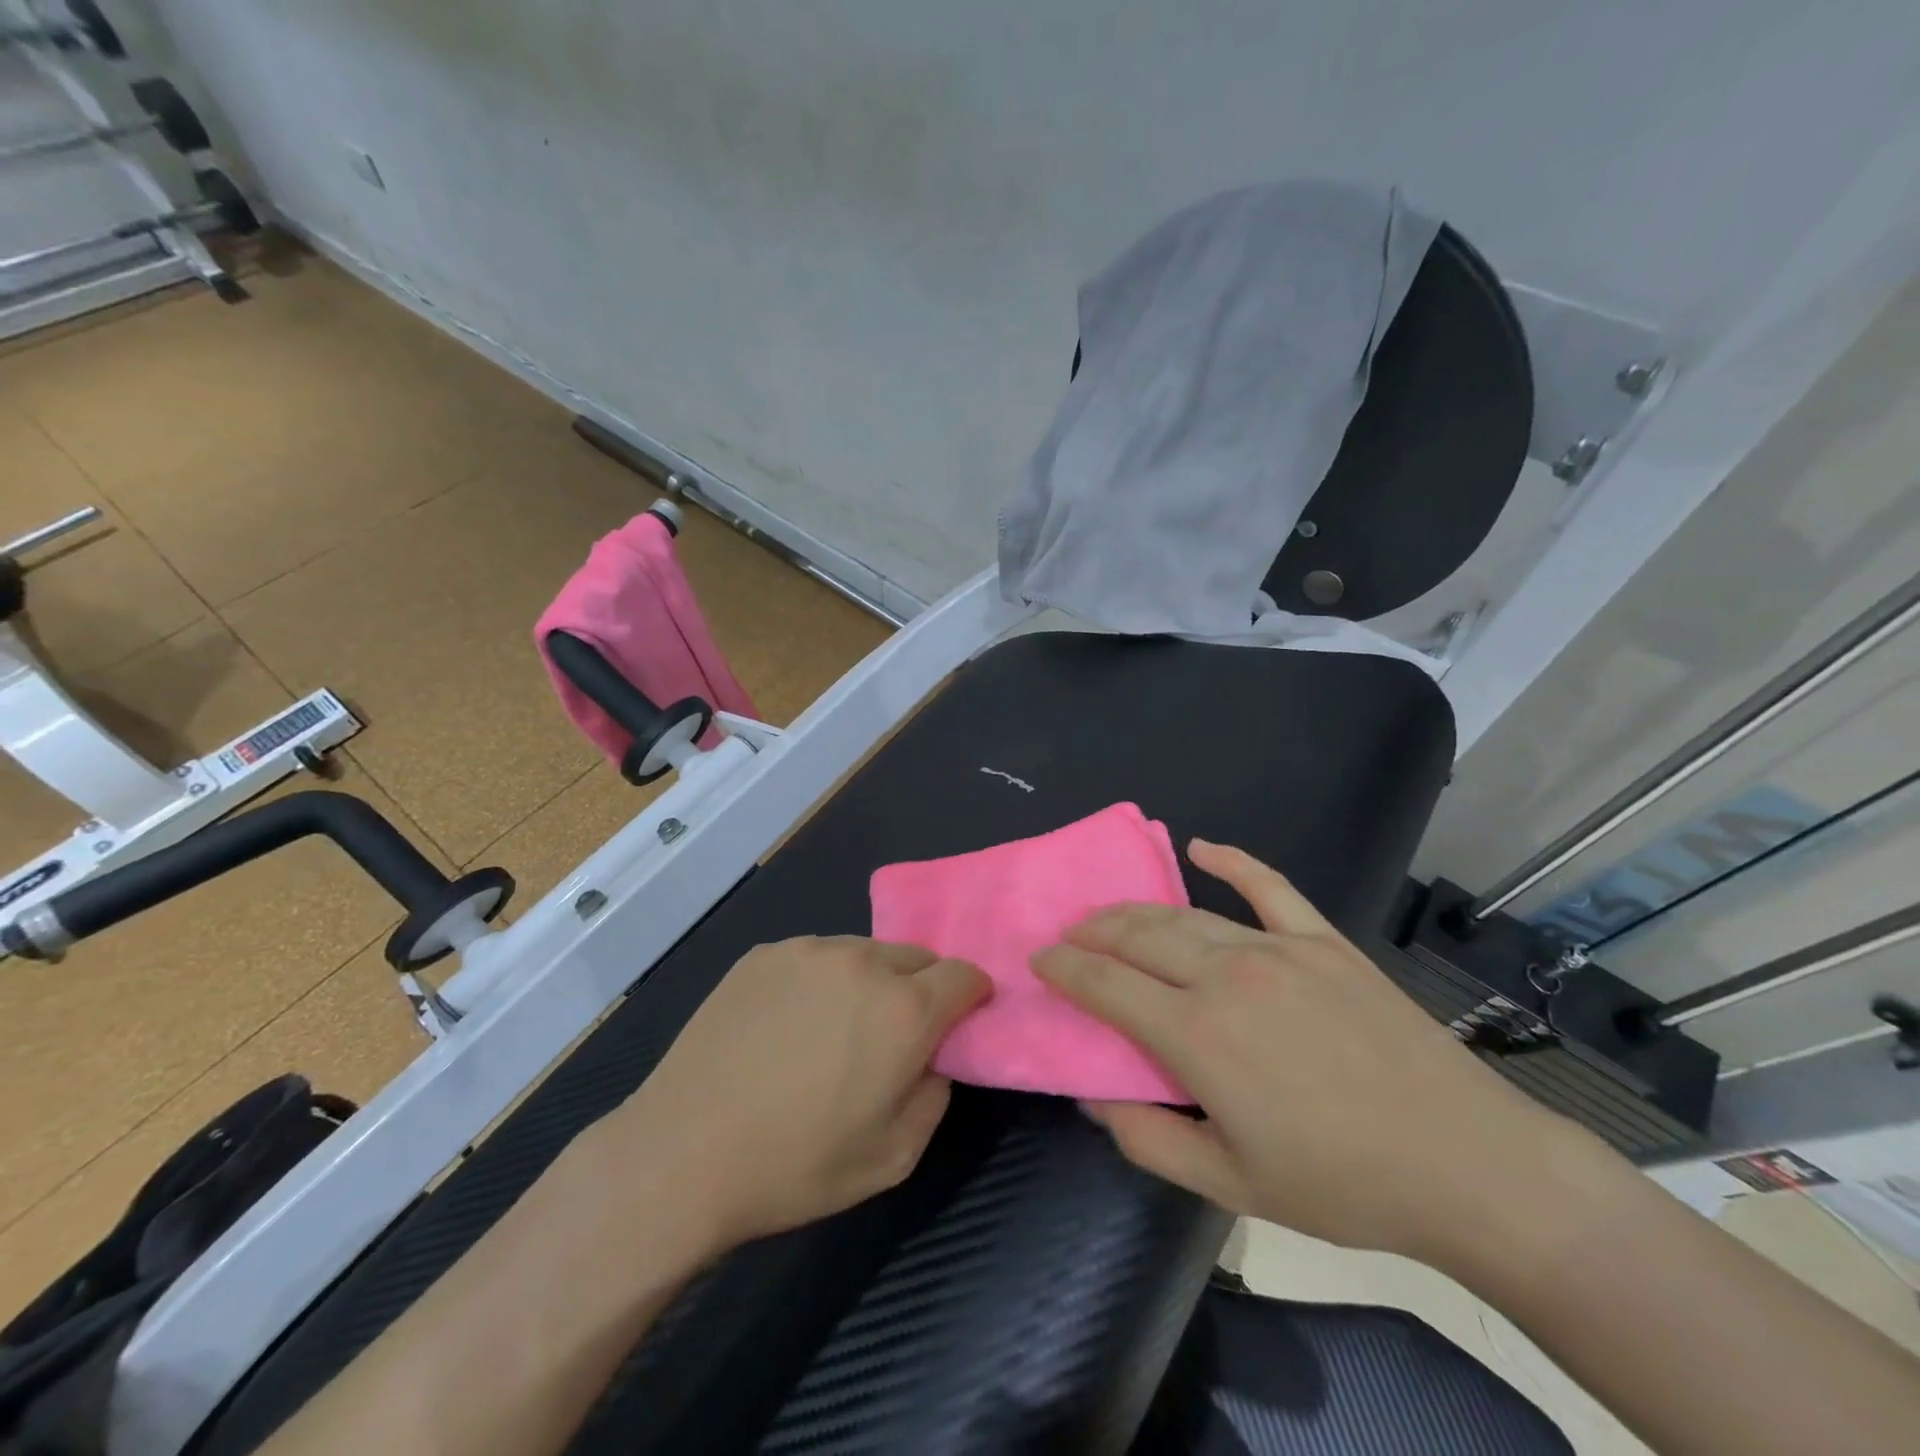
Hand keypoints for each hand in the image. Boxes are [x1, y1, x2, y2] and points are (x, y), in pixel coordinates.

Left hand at [593, 937, 989, 1249]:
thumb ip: (935, 1094)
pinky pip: (814, 957)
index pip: (964, 974)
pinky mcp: (764, 953)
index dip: (971, 996)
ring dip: (868, 982)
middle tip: (891, 1035)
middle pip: (916, 958)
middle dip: (920, 988)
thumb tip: (934, 1058)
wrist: (683, 1154)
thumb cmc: (797, 1164)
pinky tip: (786, 1025)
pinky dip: (819, 981)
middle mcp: (862, 962)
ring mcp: (808, 950)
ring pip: (864, 952)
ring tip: (832, 1030)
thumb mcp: (894, 1157)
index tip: (959, 1021)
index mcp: (905, 1009)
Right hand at [1033, 840, 1594, 1268]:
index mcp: (1196, 1034)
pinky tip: (1203, 848)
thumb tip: (1094, 1097)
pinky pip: (1268, 886)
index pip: (1105, 985)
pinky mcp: (1323, 940)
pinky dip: (1232, 861)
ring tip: (1111, 913)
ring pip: (1186, 914)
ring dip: (1137, 910)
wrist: (1468, 1165)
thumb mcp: (1231, 1186)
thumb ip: (1148, 1140)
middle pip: (1138, 936)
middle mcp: (1225, 975)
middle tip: (1070, 934)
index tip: (1039, 958)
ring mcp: (1277, 948)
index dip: (1065, 968)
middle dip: (1093, 931)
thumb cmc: (1342, 1184)